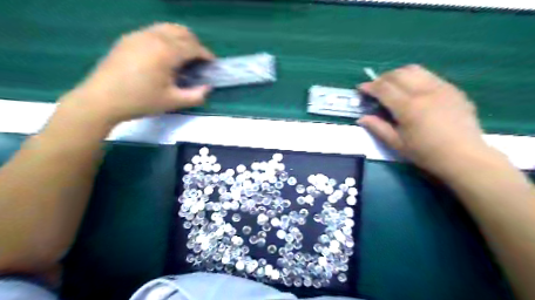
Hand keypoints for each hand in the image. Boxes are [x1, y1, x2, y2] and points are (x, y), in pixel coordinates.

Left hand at [62, 21, 213, 123]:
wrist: (102, 99)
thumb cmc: (141, 101)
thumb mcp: (173, 102)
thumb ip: (196, 96)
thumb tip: (207, 88)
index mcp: (166, 52)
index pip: (193, 47)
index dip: (206, 54)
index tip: (212, 63)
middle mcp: (154, 37)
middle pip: (182, 32)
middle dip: (195, 44)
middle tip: (199, 60)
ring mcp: (139, 35)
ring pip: (167, 28)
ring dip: (181, 39)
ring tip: (184, 56)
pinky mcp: (128, 38)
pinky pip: (154, 31)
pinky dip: (166, 38)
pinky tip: (164, 55)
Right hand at [357, 65, 490, 179]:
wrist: (464, 156)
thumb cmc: (426, 153)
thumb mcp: (397, 144)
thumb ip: (378, 128)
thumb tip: (362, 118)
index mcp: (408, 107)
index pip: (384, 88)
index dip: (370, 86)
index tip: (361, 88)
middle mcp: (424, 92)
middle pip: (398, 74)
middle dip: (382, 78)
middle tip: (375, 88)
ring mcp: (441, 88)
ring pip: (415, 70)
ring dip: (398, 74)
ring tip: (392, 85)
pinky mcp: (453, 89)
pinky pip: (429, 76)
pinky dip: (415, 78)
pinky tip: (412, 90)